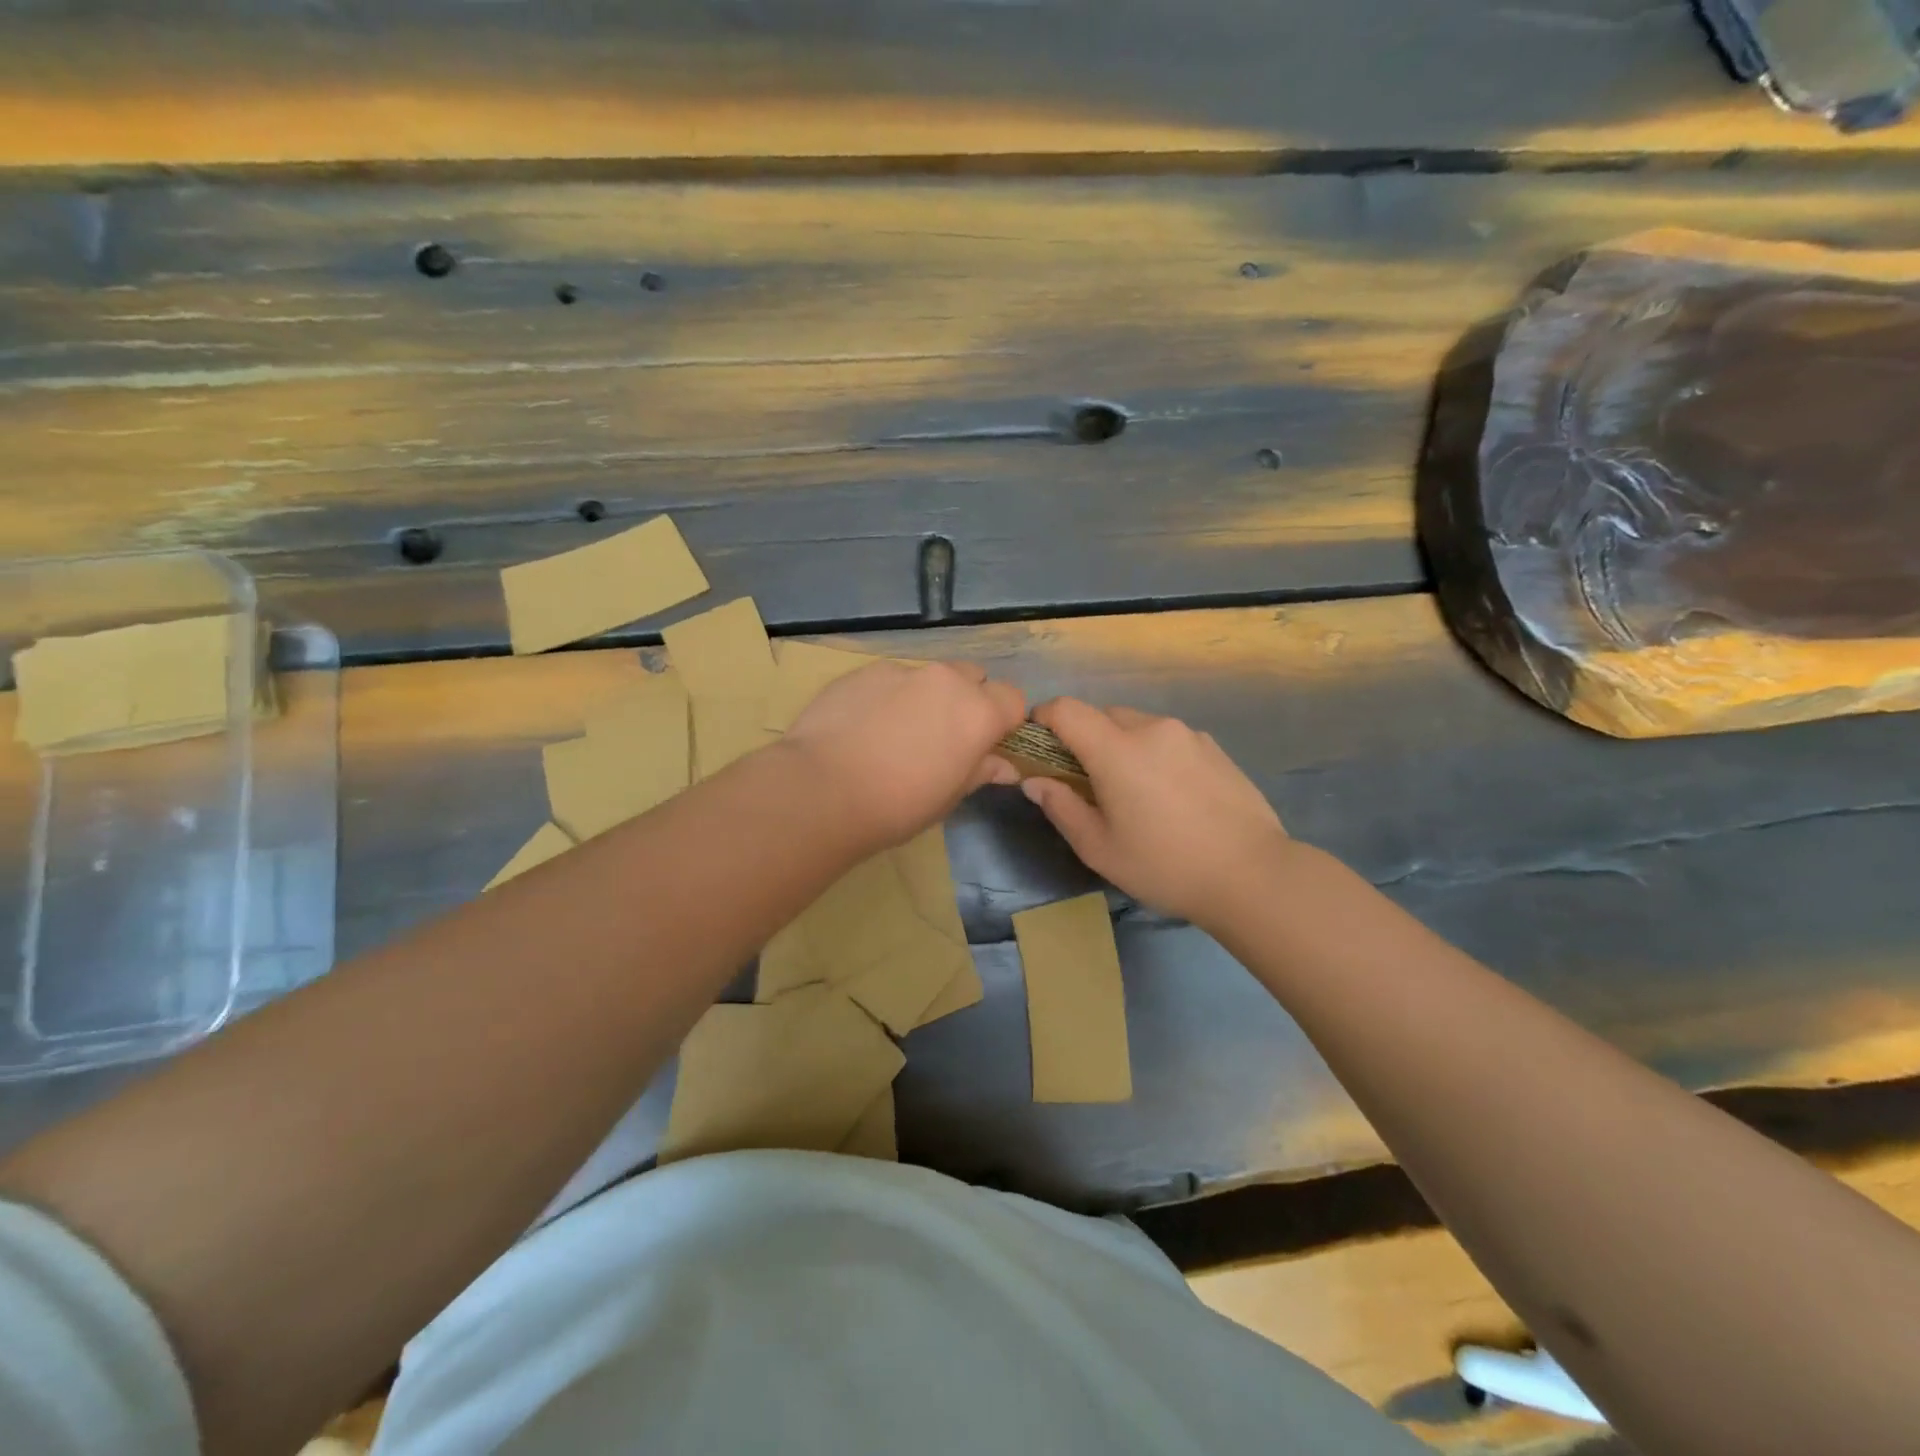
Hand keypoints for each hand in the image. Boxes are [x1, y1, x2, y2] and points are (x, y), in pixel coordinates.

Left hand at [781, 660, 1025, 850]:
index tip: (986, 744)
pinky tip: (863, 727)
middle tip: (943, 737)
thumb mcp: (948, 797)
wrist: (822, 789)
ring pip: (929, 676)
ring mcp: (902, 671)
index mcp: (978, 712)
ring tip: (896, 733)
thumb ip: (980, 771)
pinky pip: (890, 679)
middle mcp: (946, 680)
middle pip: (973, 677)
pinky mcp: (864, 671)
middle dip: (967, 700)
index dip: (1004, 720)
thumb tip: (1005, 767)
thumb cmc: (898, 805)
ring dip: (926, 697)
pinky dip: (888, 697)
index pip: (1013, 699)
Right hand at [1020, 698, 1289, 926]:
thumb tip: (1035, 781)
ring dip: (1121, 746)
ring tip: (1133, 792)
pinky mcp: (1214, 748)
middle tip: (1086, 781)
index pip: (1067, 709)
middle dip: (1084, 738)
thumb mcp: (1099, 848)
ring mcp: (1188, 735)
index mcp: (1117, 750)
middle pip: (1102, 715)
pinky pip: (1168, 739)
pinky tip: (1170, 796)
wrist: (1252, 874)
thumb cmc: (1164, 865)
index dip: (1044, 717)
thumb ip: (1061, 807)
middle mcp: (1152, 729)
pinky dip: (1154, 754)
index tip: (1038, 745)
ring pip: (1138, 726)